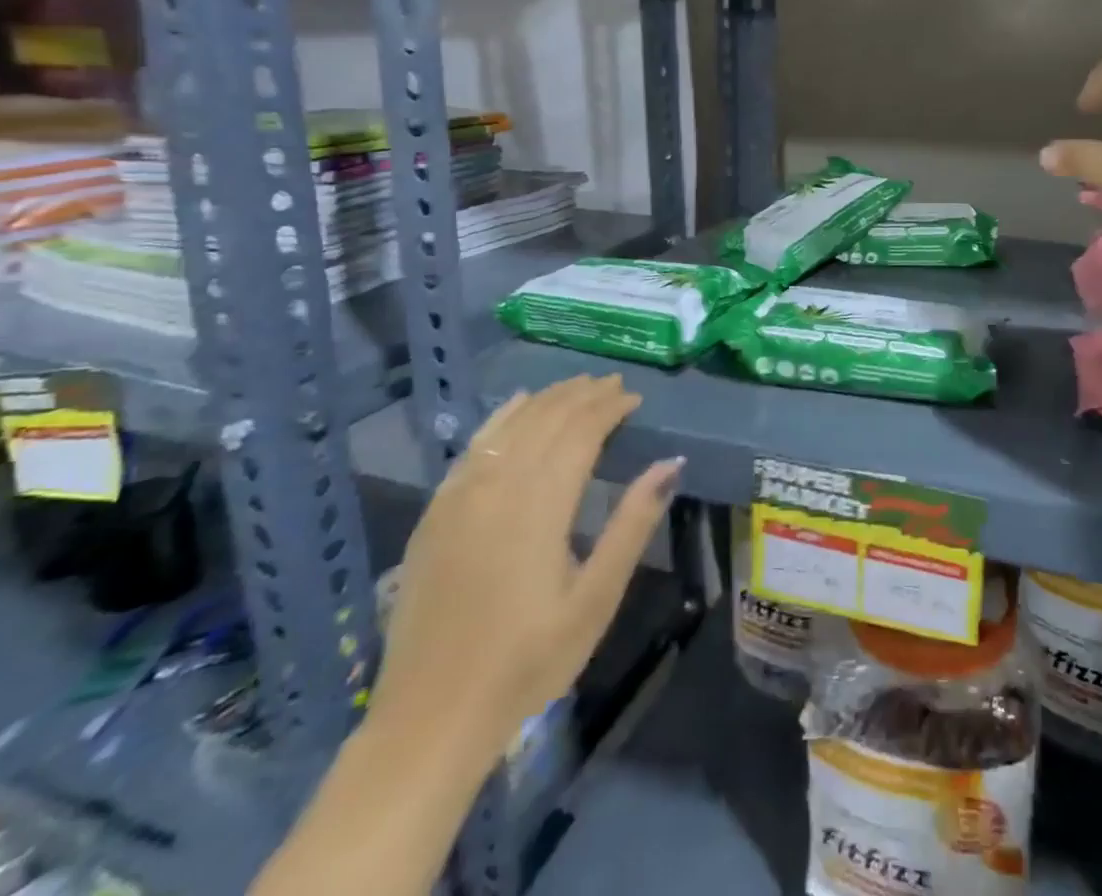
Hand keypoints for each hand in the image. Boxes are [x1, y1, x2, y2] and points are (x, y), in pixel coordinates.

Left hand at [373, 375, 681, 753]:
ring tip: (578, 386)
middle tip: (614, 384)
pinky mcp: (436, 513)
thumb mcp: (596, 599)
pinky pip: (474, 446)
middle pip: (547, 420)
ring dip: (548, 399)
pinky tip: (517, 405)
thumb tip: (670, 463)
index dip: (609, 408)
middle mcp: (499, 486)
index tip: (635, 397)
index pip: (581, 432)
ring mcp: (460, 497)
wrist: (431, 716)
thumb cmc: (528, 661)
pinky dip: (501, 418)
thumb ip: (632, 524)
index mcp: (541, 505)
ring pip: (511, 426)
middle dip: (583, 395)